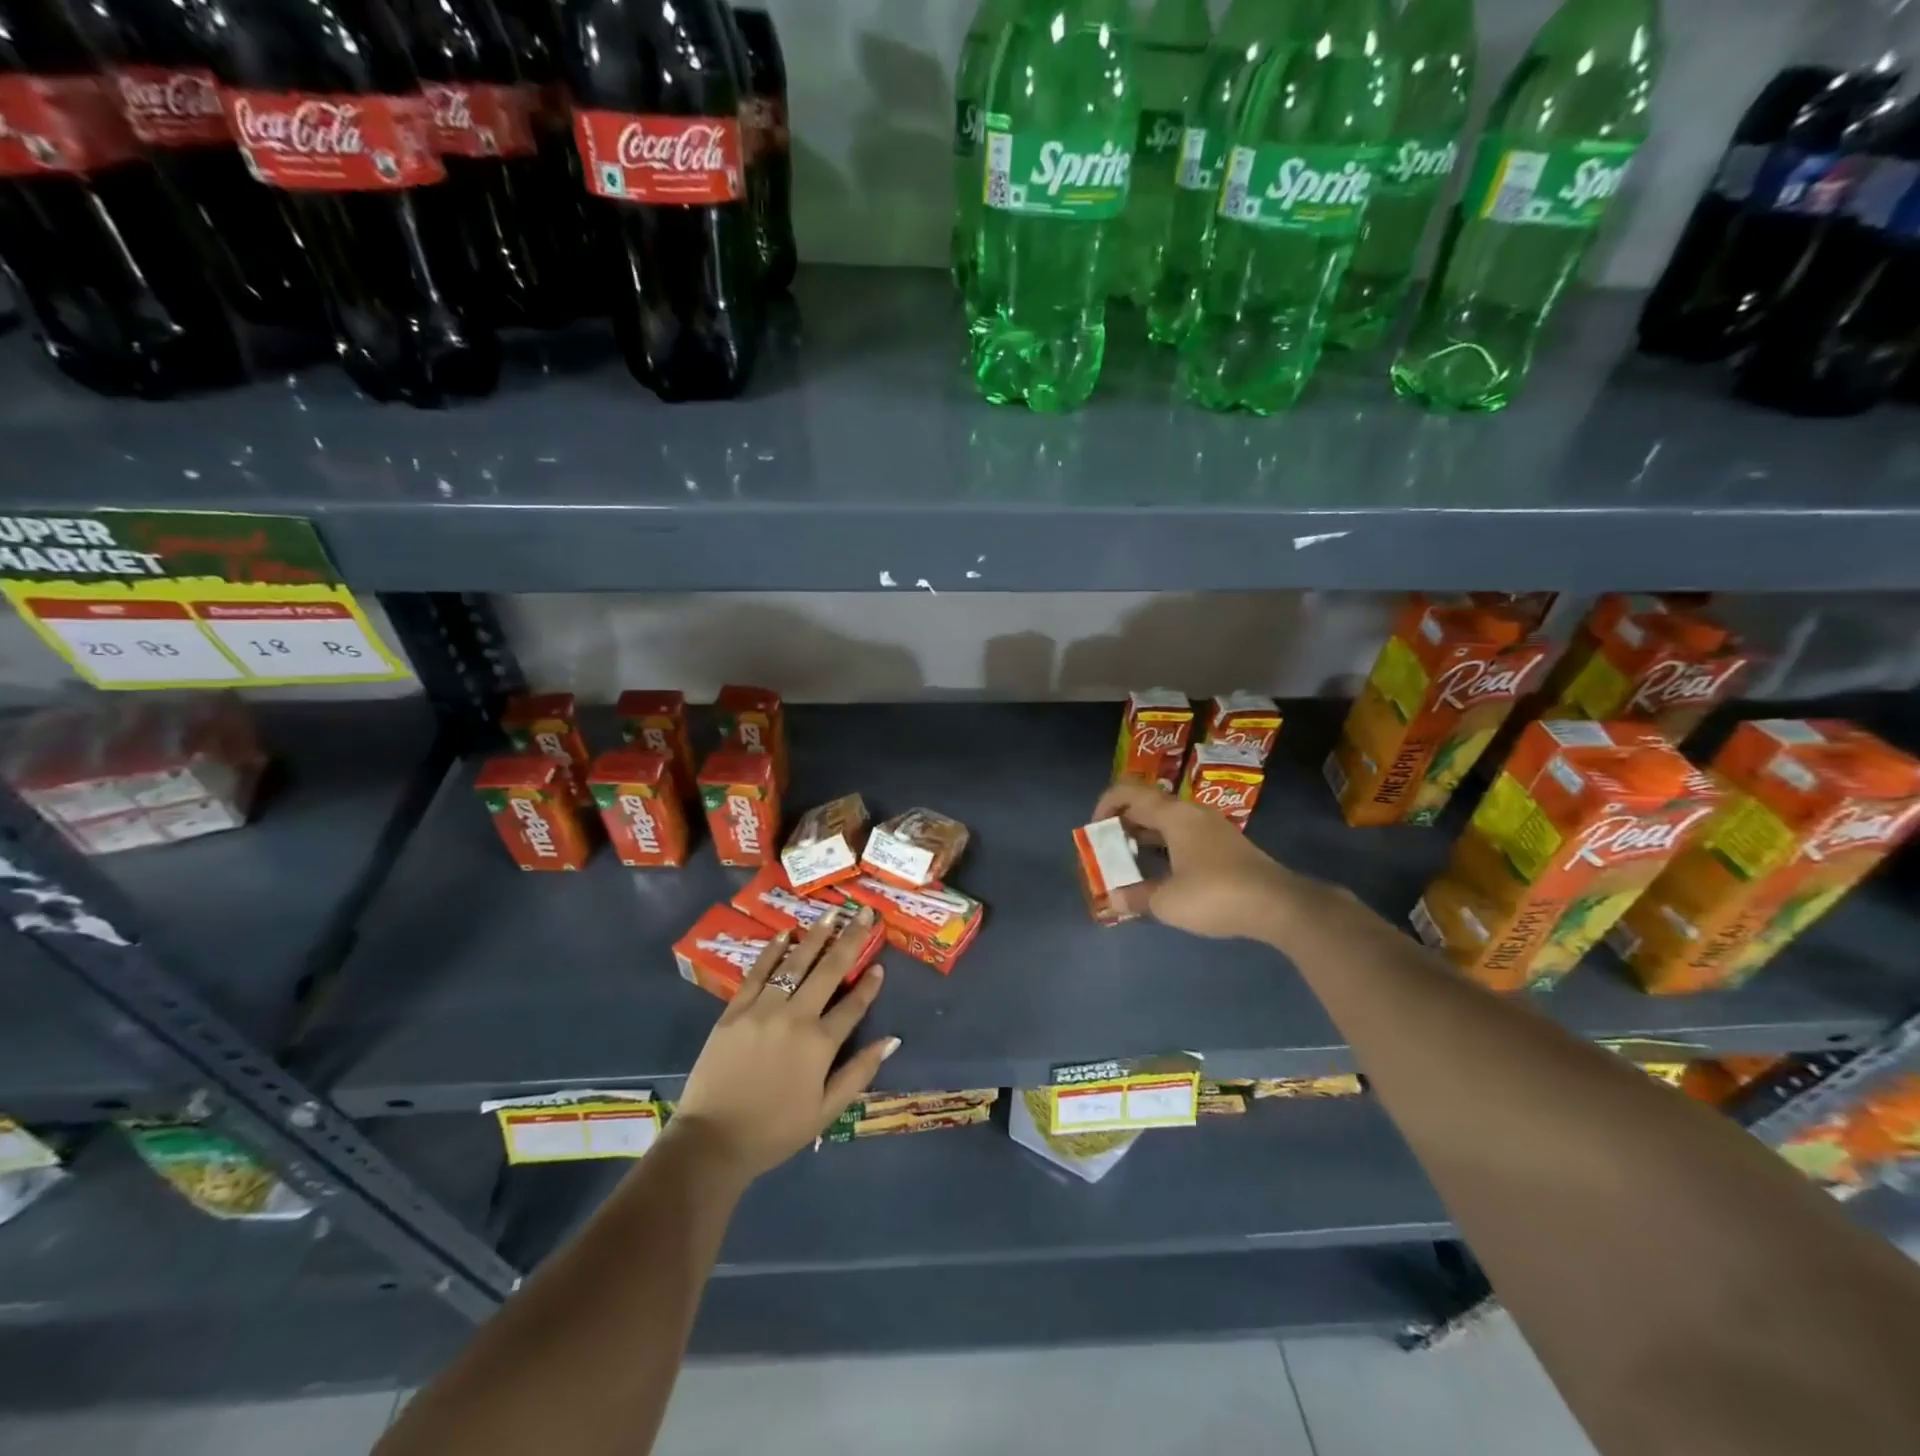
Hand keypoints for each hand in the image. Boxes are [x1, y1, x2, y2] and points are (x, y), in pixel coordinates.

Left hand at [670, 906, 897, 1181]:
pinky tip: (785, 933)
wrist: (712, 1141)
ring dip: (816, 935)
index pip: (853, 1005)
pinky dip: (772, 951)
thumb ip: (859, 1072)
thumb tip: (892, 1040)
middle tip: (864, 913)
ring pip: (795, 963)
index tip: (880, 964)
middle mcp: (795, 1016)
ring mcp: (763, 1009)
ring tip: (832, 912)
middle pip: (829, 971)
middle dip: (850, 940)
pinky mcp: (735, 1010)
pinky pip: (757, 973)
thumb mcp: (826, 1111)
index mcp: (820, 1043)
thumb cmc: (775, 1131)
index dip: (870, 984)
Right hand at [1091, 781, 1311, 942]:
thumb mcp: (1167, 902)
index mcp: (1173, 815)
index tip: (1093, 832)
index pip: (1128, 792)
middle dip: (1121, 823)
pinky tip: (1160, 873)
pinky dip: (1163, 847)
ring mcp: (1210, 828)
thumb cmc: (1216, 895)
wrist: (1280, 906)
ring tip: (1128, 862)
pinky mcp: (1224, 846)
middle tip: (1107, 850)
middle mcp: (1191, 813)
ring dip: (1143, 837)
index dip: (1104, 805)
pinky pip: (1182, 836)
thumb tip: (1113, 899)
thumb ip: (1135, 897)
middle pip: (1146, 805)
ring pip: (1166, 821)